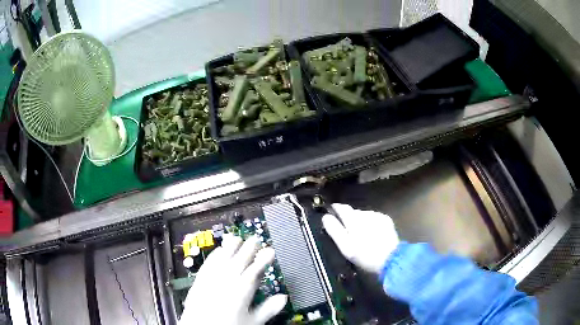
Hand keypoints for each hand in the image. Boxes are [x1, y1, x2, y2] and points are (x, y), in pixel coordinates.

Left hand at [179, 235, 287, 324]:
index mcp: (241, 291)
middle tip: (255, 239)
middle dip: (248, 249)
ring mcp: (211, 280)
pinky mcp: (199, 281)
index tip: (270, 250)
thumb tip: (283, 298)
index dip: (263, 260)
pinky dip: (214, 255)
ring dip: (230, 247)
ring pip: (222, 259)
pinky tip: (218, 250)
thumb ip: (268, 309)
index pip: (254, 271)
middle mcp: (226, 281)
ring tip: (237, 238)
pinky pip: (208, 263)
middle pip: (238, 261)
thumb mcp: (253, 321)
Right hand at [322, 203, 399, 273]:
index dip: (335, 209)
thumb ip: (334, 230)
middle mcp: (365, 214)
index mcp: (353, 220)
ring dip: (360, 222)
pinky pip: (374, 218)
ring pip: (364, 215)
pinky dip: (371, 224)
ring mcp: (377, 216)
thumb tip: (325, 217)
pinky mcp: (386, 220)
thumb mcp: (345, 247)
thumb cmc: (365, 255)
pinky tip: (372, 234)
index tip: (331, 213)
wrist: (391, 259)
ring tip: (361, 235)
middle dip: (348, 219)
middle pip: (353, 212)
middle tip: (347, 232)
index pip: (341, 208)